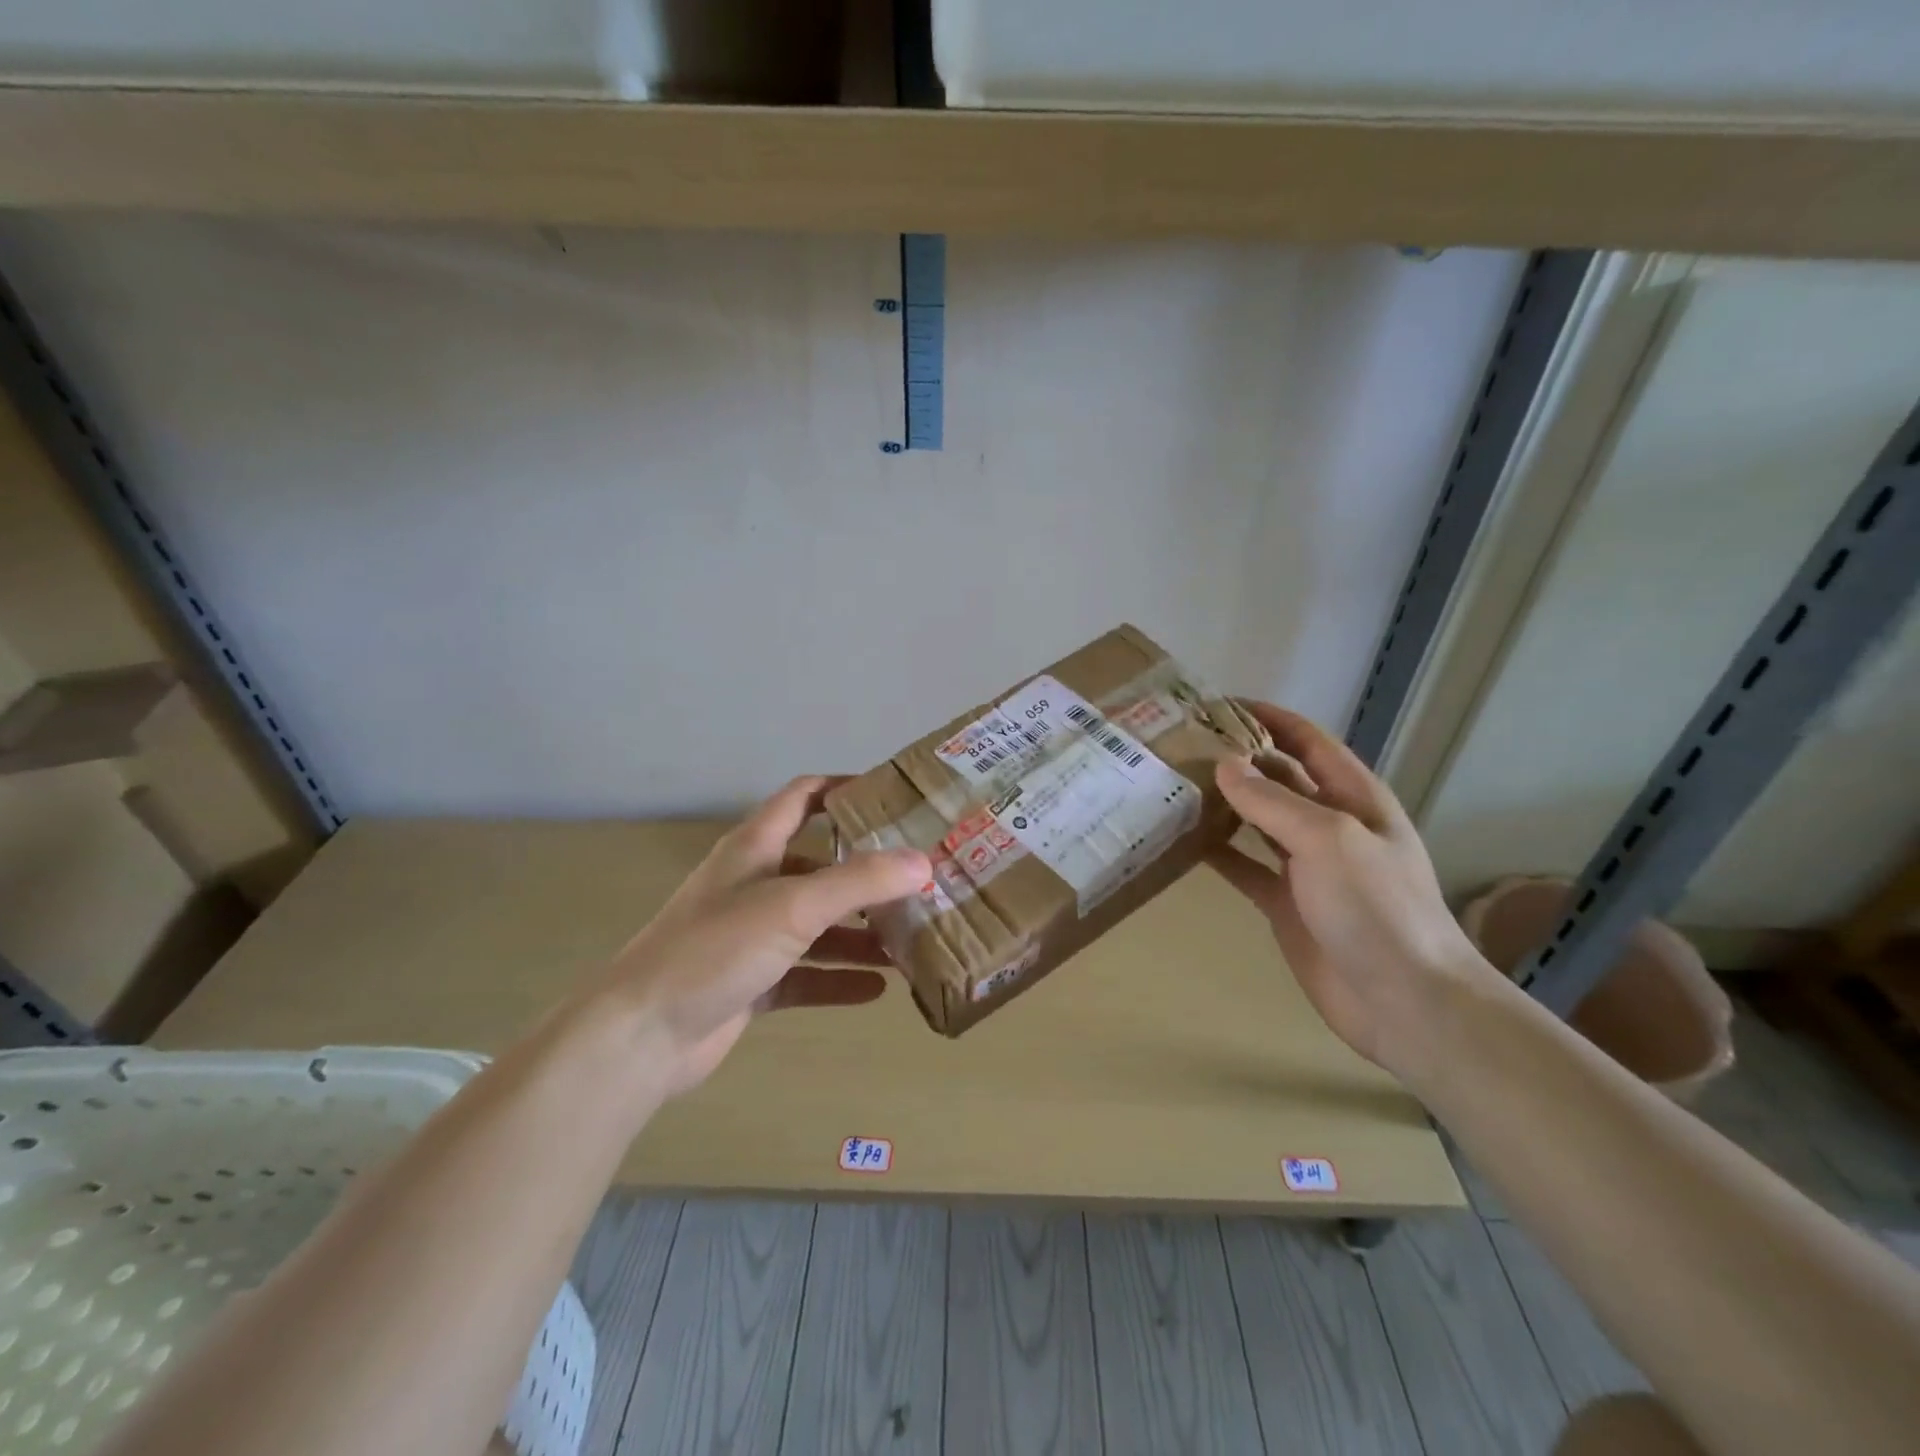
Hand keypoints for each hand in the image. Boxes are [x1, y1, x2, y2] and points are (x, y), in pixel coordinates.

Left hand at [589, 777, 929, 1096]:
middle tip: (920, 883)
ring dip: (859, 934)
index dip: (845, 789)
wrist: (641, 1036)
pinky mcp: (751, 982)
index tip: (895, 798)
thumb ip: (860, 882)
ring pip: (817, 926)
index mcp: (756, 848)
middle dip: (868, 876)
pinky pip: (806, 975)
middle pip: (821, 867)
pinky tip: (878, 990)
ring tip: (910, 942)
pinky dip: (838, 980)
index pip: (804, 797)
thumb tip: (923, 862)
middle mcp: (755, 884)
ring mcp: (751, 936)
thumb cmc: (715, 949)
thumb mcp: (793, 906)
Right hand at [1207, 702, 1497, 1074]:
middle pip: (1278, 778)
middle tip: (1180, 746)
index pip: (1307, 740)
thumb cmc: (1376, 908)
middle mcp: (1329, 824)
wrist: (1405, 1001)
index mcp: (1353, 797)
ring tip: (1173, 785)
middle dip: (1237, 759)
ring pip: (1256, 821)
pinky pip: (1244, 866)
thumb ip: (1273, 801)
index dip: (1268, 718)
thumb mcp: (1327, 840)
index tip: (1218, 705)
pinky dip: (1216, 852)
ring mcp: (1306, 866)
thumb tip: (1225, 765)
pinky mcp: (1285, 902)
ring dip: (1222, 803)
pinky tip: (1181, 842)